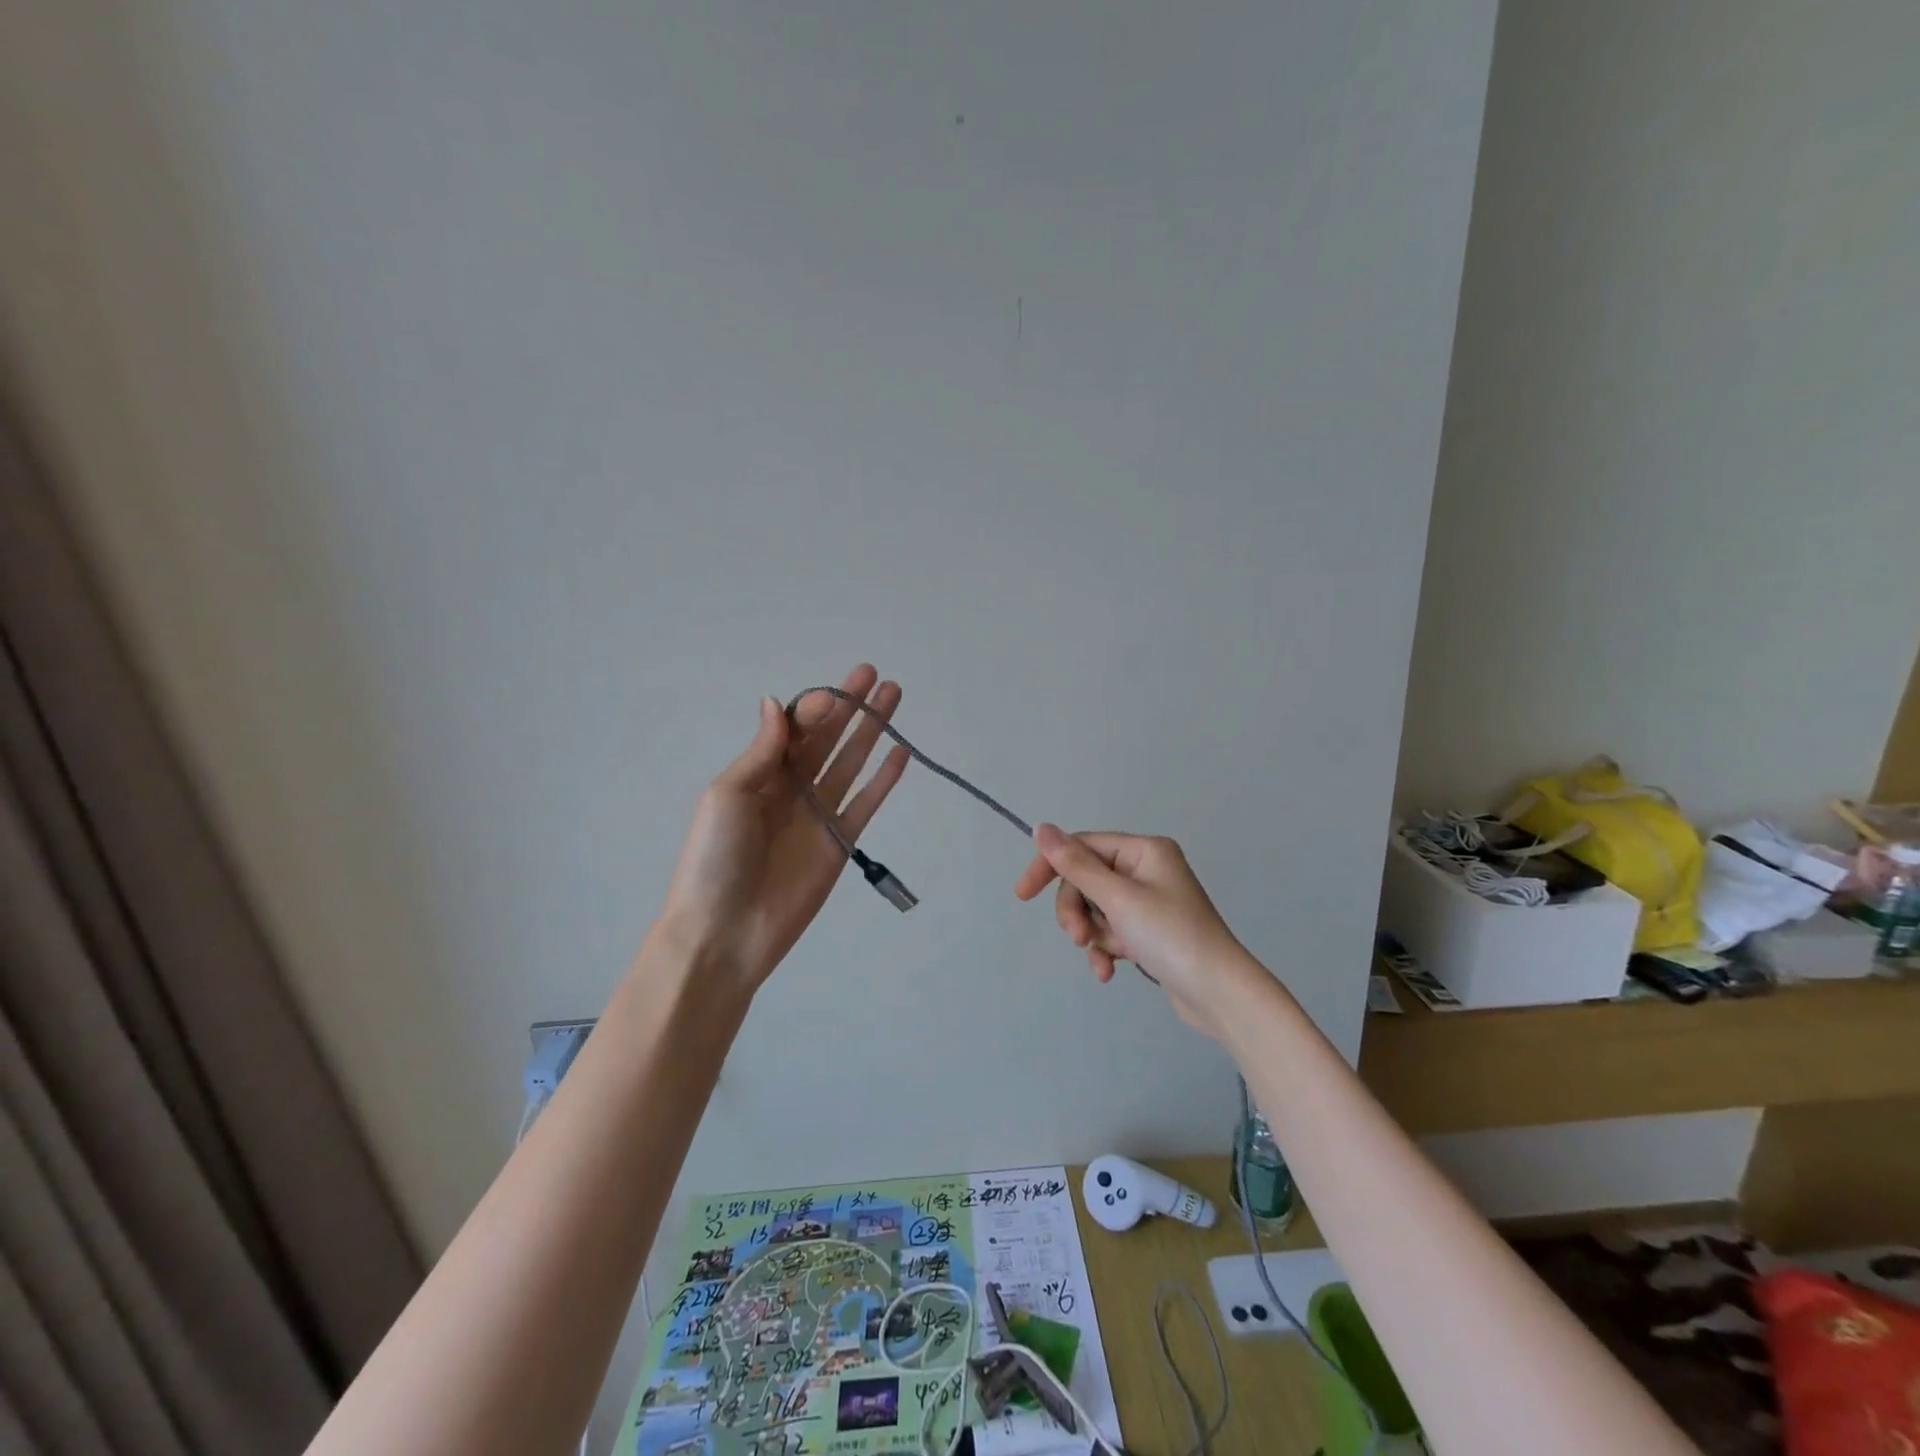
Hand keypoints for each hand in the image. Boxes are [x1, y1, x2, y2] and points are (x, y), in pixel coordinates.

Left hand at [657, 664, 909, 990]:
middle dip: (850, 707)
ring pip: (851, 763)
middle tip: (874, 675)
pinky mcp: (840, 843)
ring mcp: (818, 815)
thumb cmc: (715, 858)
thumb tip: (776, 702)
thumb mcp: (728, 795)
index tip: (837, 691)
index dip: (816, 708)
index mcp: (759, 774)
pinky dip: (883, 780)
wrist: (725, 932)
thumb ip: (762, 751)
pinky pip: (866, 803)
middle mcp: (791, 788)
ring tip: (893, 697)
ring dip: (871, 731)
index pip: (795, 729)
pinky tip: (900, 754)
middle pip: (827, 739)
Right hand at [1014, 825, 1256, 1039]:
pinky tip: (1108, 972)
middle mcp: (1146, 869)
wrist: (1219, 994)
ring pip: (1095, 909)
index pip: (1082, 846)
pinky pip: (1112, 931)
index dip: (1050, 867)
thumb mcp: (1117, 898)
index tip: (1023, 895)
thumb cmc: (1170, 936)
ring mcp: (1149, 902)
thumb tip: (1040, 828)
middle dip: (1077, 911)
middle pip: (1086, 880)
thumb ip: (1075, 864)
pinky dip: (1106, 948)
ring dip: (1092, 934)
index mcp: (1144, 850)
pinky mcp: (1150, 932)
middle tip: (1078, 937)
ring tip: (1103, 959)